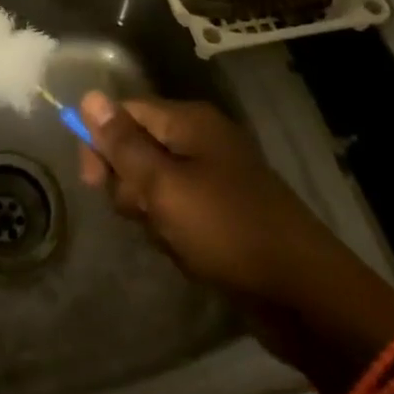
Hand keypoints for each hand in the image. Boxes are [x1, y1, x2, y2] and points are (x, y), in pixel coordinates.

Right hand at [78, 93, 393, 354]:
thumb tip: (88, 96)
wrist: (305, 297)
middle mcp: (201, 140)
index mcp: (189, 122)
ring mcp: (214, 176)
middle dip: (128, 183)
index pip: (125, 111)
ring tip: (170, 238)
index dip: (100, 141)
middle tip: (143, 212)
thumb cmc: (227, 231)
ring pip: (153, 183)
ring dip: (150, 212)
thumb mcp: (163, 186)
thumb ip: (123, 143)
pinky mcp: (222, 211)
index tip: (92, 182)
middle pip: (136, 146)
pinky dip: (172, 229)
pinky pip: (177, 209)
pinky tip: (185, 252)